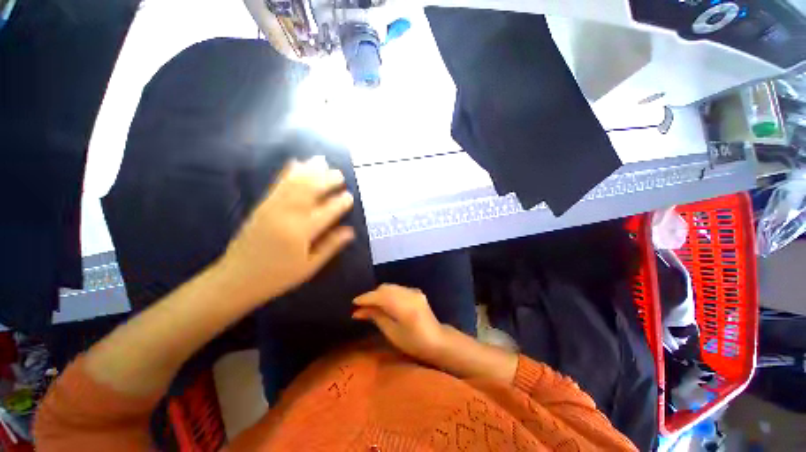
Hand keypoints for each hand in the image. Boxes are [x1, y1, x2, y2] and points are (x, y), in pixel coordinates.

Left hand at [218, 157, 355, 304]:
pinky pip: (277, 184)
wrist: (236, 279)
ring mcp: (272, 207)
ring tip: (321, 160)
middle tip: (339, 174)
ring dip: (309, 170)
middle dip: (326, 180)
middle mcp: (287, 214)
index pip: (327, 211)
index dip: (340, 202)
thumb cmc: (277, 276)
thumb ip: (330, 246)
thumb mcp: (309, 266)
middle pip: (310, 190)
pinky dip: (288, 172)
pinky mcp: (262, 206)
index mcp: (301, 232)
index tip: (350, 196)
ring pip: (294, 183)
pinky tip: (295, 163)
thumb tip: (350, 231)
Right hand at [352, 284, 446, 361]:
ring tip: (371, 305)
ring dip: (379, 293)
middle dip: (372, 295)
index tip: (354, 303)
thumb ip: (376, 317)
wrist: (437, 340)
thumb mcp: (392, 333)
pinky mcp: (416, 292)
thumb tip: (358, 311)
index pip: (380, 296)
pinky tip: (385, 302)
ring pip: (391, 287)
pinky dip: (388, 293)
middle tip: (361, 307)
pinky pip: (398, 289)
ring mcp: (414, 291)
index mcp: (404, 307)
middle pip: (385, 288)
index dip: (366, 298)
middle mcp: (409, 294)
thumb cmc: (413, 343)